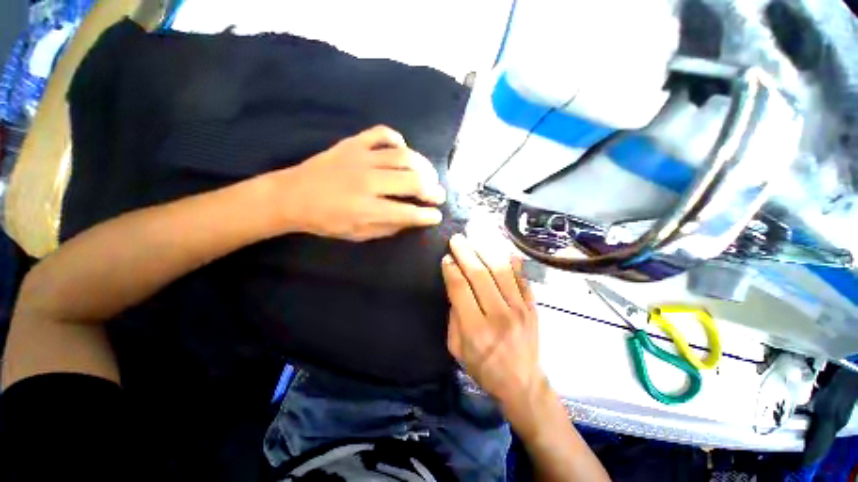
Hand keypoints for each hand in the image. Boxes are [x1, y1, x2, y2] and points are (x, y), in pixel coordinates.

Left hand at [270, 125, 445, 240]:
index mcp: (366, 209)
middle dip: (432, 189)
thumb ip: (384, 228)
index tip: (436, 215)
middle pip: (412, 181)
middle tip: (437, 194)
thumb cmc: (323, 219)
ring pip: (404, 156)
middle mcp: (368, 182)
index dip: (427, 215)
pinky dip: (397, 138)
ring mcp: (361, 158)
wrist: (294, 195)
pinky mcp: (354, 143)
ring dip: (422, 165)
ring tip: (428, 173)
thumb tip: (409, 221)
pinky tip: (402, 149)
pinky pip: (382, 133)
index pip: (407, 211)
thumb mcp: (353, 234)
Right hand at [442, 233, 546, 412]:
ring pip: (502, 271)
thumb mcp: (458, 352)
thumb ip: (454, 320)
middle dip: (466, 253)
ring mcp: (519, 309)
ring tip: (478, 237)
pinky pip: (522, 280)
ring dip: (488, 251)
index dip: (451, 270)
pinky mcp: (532, 308)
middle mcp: (499, 314)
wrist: (521, 381)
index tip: (446, 258)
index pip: (461, 289)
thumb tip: (456, 291)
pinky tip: (505, 252)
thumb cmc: (484, 370)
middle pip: (481, 274)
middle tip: (457, 239)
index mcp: (476, 328)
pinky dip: (513, 264)